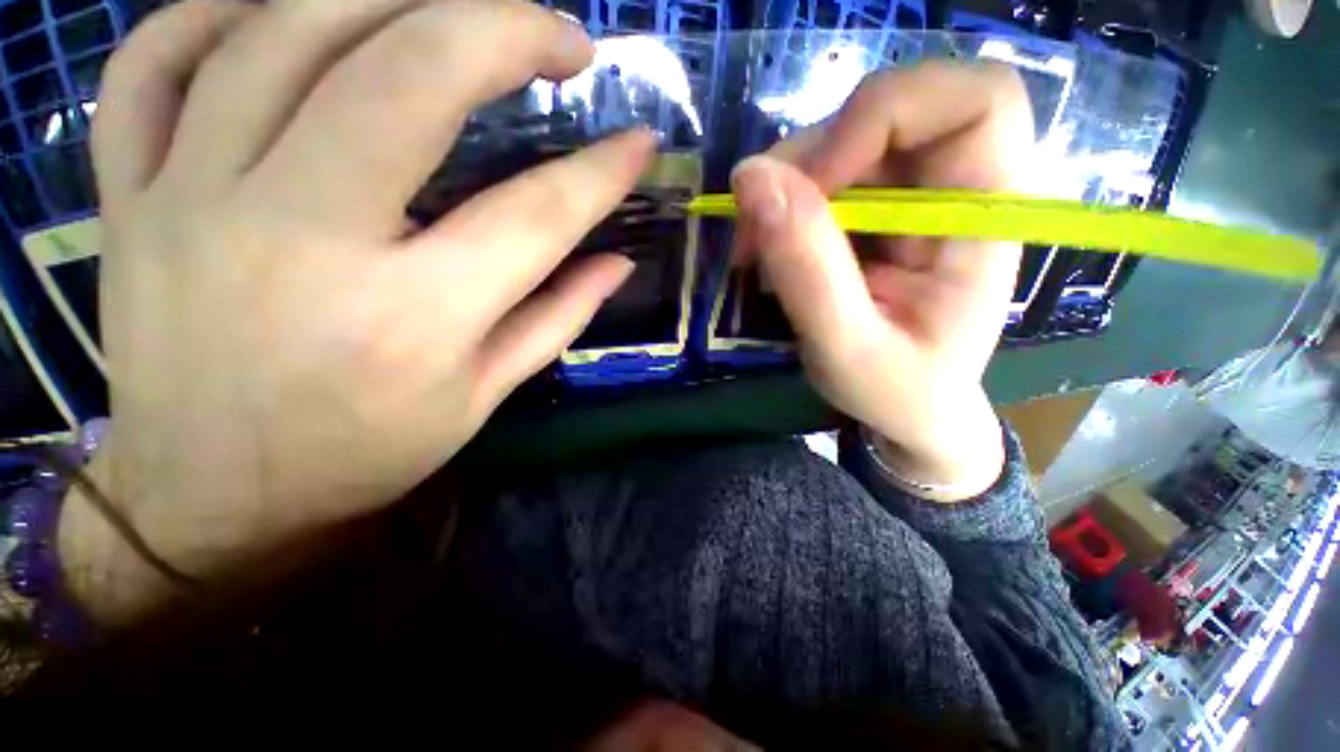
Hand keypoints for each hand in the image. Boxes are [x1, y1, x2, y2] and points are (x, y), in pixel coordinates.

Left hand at [60, 0, 652, 619]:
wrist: (209, 498)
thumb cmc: (362, 454)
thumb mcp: (482, 397)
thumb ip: (557, 318)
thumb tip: (619, 262)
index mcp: (415, 318)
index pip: (538, 215)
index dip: (602, 171)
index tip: (640, 141)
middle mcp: (304, 240)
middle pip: (412, 77)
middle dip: (506, 30)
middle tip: (562, 36)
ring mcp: (193, 201)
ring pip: (285, 31)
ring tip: (451, 5)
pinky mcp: (130, 196)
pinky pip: (156, 60)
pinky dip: (220, 6)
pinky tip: (287, 10)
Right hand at [731, 63, 1032, 499]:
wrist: (909, 411)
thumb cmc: (896, 391)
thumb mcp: (846, 347)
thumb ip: (807, 270)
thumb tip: (751, 180)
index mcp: (984, 219)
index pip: (976, 100)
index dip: (887, 114)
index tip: (816, 184)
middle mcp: (957, 189)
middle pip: (891, 109)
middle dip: (812, 157)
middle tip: (760, 225)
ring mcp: (913, 196)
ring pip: (844, 138)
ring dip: (785, 185)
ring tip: (755, 250)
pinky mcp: (877, 211)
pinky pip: (824, 175)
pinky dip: (783, 204)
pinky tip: (769, 250)